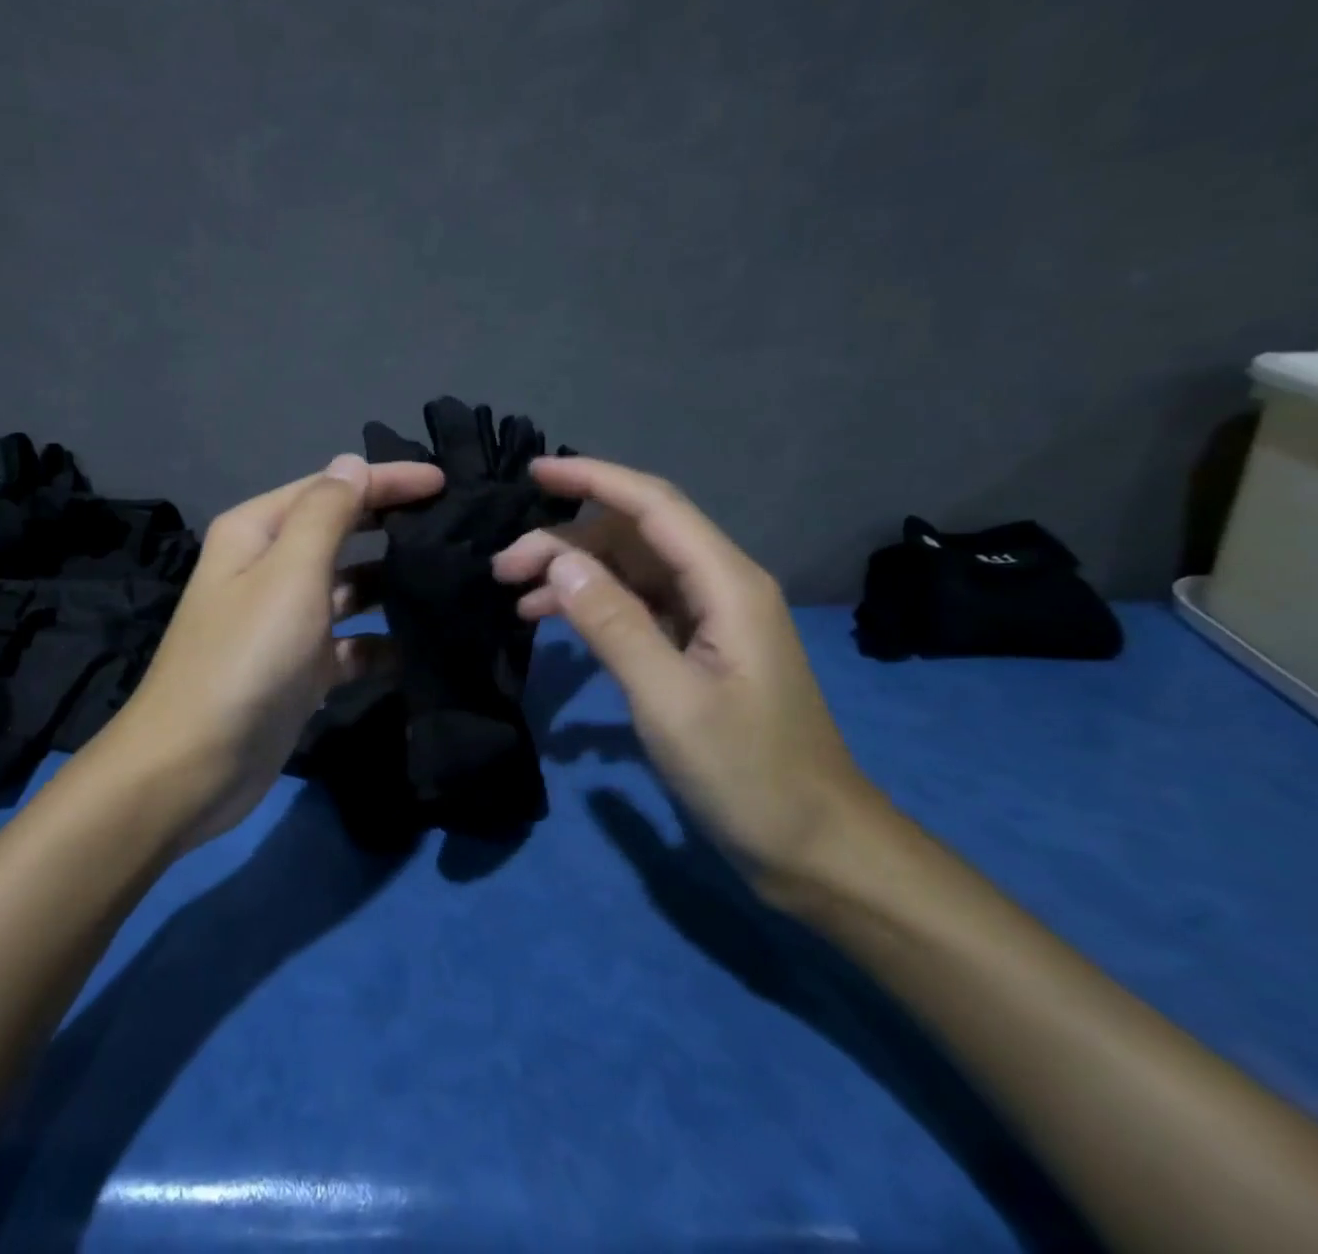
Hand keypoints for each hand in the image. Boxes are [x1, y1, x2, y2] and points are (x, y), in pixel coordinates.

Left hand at [113, 453, 444, 848]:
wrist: (195, 765)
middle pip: (341, 533)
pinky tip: (423, 645)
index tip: (445, 483)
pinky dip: (382, 642)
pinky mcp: (301, 668)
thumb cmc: (245, 657)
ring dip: (392, 583)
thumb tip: (351, 463)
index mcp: (258, 532)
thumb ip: (326, 513)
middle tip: (453, 526)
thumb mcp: (289, 573)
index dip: (387, 480)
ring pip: (350, 588)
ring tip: (451, 580)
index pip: (331, 488)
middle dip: (391, 526)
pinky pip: (351, 643)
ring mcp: (285, 621)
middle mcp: (269, 568)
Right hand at [491, 455, 883, 885]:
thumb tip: (559, 562)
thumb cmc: (748, 774)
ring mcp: (710, 618)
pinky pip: (637, 606)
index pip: (653, 506)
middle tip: (502, 568)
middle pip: (633, 536)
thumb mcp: (669, 701)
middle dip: (565, 541)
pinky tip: (554, 621)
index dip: (593, 479)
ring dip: (574, 574)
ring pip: (631, 570)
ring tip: (515, 596)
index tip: (534, 472)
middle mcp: (720, 586)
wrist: (815, 845)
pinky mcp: (698, 649)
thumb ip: (614, 624)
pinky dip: (593, 606)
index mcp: (726, 584)